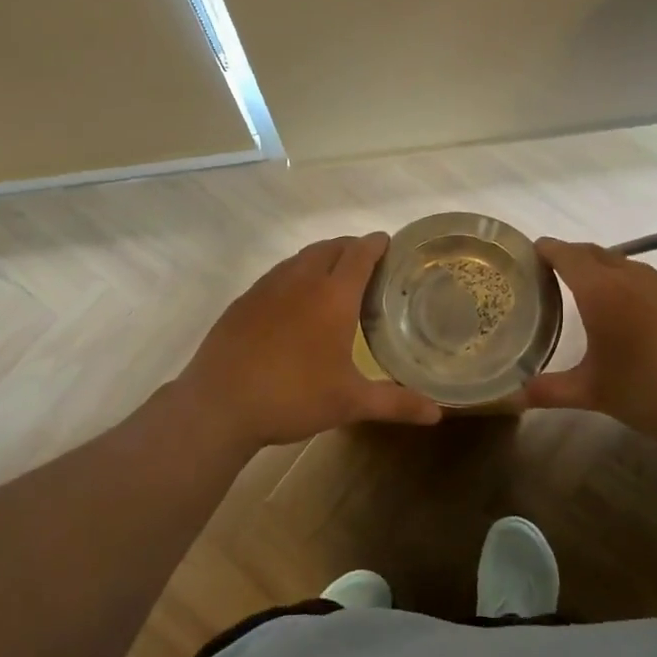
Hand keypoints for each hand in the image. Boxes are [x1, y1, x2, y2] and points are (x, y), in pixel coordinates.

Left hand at [180, 233, 443, 449]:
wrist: (219, 404)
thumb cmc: (293, 397)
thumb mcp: (349, 402)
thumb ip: (395, 403)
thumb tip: (437, 413)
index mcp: (333, 296)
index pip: (360, 254)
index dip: (376, 244)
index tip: (388, 242)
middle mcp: (300, 281)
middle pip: (330, 248)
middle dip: (350, 247)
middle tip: (366, 263)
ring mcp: (267, 288)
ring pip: (300, 258)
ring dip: (321, 258)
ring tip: (333, 277)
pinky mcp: (243, 301)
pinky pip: (277, 275)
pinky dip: (294, 275)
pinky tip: (293, 302)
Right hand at [523, 238, 656, 441]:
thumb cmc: (650, 389)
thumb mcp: (593, 393)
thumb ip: (550, 390)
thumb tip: (513, 398)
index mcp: (601, 290)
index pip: (566, 255)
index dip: (545, 249)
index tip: (526, 251)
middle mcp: (628, 277)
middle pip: (591, 252)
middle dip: (566, 255)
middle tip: (543, 272)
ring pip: (617, 261)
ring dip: (594, 266)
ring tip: (576, 286)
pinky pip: (636, 275)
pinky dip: (617, 279)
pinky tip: (617, 306)